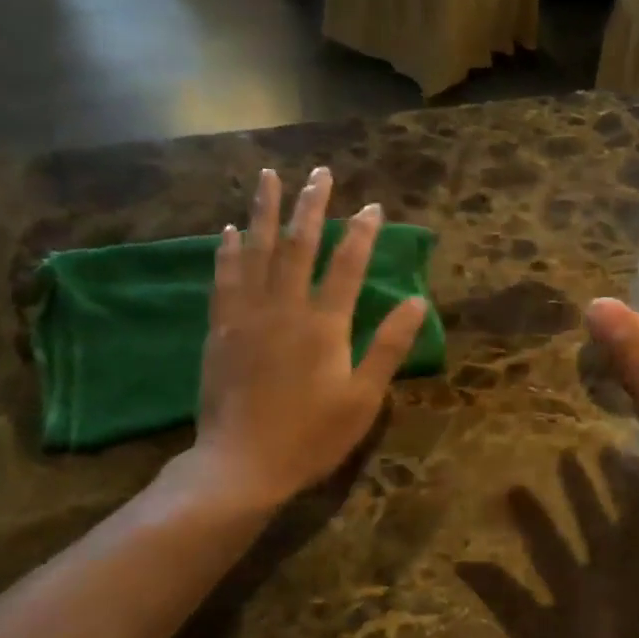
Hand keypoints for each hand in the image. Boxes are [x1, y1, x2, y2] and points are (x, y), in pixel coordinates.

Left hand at [188, 165, 426, 510]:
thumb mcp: (363, 398)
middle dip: (311, 206)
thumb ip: (388, 346)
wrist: (242, 464)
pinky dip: (228, 251)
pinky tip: (229, 231)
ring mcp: (247, 316)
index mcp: (324, 325)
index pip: (347, 266)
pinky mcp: (220, 330)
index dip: (362, 233)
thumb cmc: (311, 436)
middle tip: (320, 173)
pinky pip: (224, 279)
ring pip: (256, 252)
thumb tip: (418, 302)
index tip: (372, 206)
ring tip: (268, 177)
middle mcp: (284, 308)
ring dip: (264, 212)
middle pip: (299, 245)